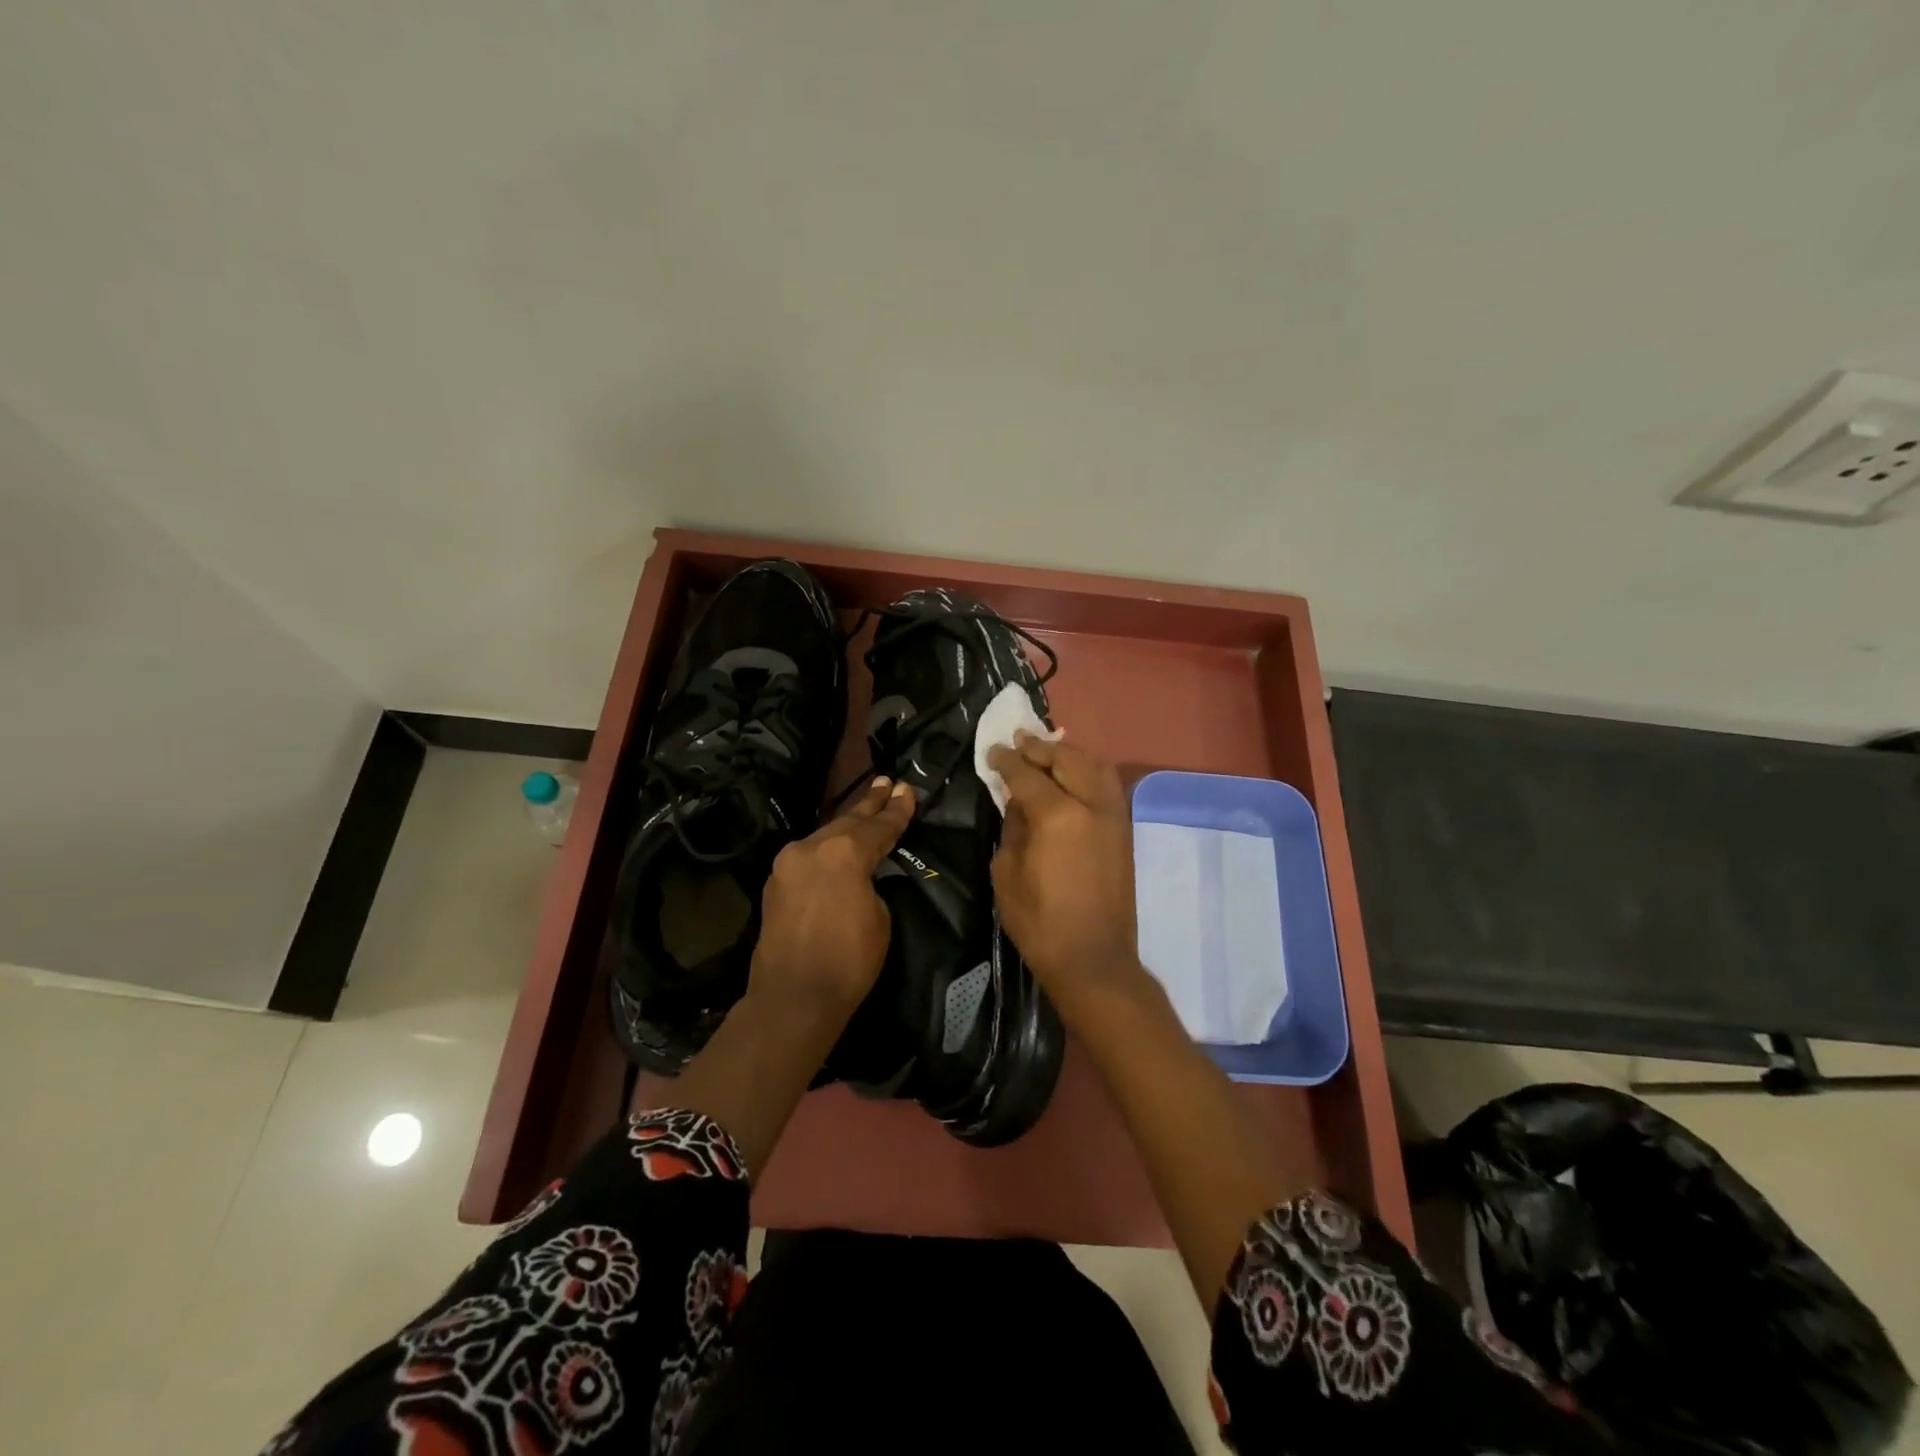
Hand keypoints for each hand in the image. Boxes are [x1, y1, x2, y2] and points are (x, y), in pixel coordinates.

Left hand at [749, 777, 915, 1019]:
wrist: (792, 998)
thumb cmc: (848, 962)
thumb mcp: (879, 917)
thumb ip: (871, 883)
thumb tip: (861, 876)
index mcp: (843, 853)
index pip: (879, 827)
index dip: (897, 810)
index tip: (908, 791)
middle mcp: (811, 847)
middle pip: (848, 820)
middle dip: (871, 803)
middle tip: (887, 782)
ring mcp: (788, 863)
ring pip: (825, 835)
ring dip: (847, 822)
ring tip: (867, 804)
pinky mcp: (775, 882)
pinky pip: (808, 855)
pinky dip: (827, 847)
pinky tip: (836, 844)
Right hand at [988, 733, 1149, 1021]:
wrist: (1093, 959)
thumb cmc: (1040, 922)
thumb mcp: (1007, 873)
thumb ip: (1013, 828)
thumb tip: (1018, 802)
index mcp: (1057, 815)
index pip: (1027, 774)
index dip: (1007, 760)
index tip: (993, 751)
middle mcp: (1091, 805)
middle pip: (1066, 759)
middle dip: (1040, 748)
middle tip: (1019, 740)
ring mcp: (1113, 816)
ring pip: (1094, 766)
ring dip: (1069, 754)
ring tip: (1047, 751)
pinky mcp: (1124, 831)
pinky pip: (1108, 785)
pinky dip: (1089, 770)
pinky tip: (1074, 774)